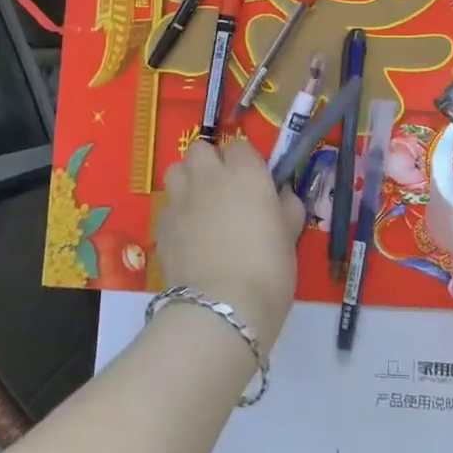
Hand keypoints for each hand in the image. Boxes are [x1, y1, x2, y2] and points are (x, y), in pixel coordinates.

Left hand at [156, 141, 305, 351]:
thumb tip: (282, 195)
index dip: (246, 161)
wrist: (222, 307)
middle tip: (224, 189)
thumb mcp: (290, 236)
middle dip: (210, 162)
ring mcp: (181, 200)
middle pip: (200, 149)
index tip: (254, 182)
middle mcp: (210, 177)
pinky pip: (167, 205)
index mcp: (246, 173)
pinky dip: (176, 212)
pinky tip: (188, 235)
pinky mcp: (161, 226)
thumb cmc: (268, 269)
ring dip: (188, 180)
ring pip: (176, 170)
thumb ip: (287, 208)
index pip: (241, 145)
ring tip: (201, 205)